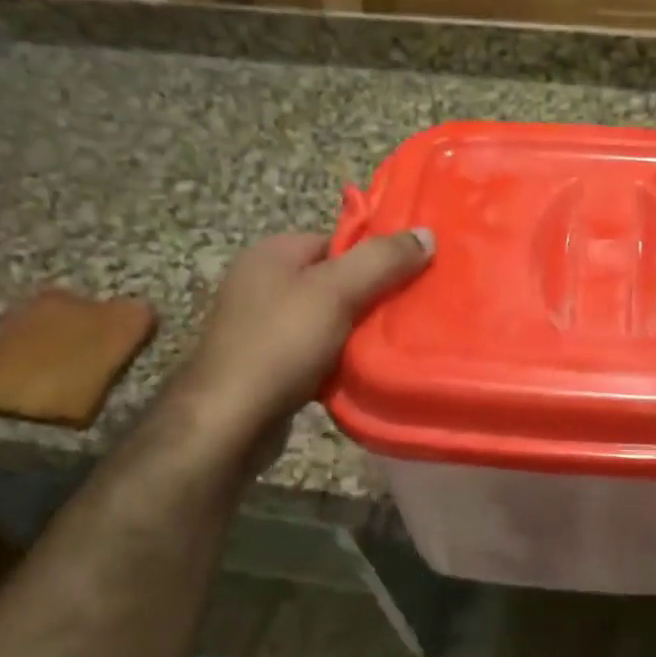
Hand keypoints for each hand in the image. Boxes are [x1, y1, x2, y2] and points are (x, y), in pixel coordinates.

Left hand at [173, 229, 433, 452]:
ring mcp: (262, 325)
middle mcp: (263, 282)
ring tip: (394, 343)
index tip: (413, 277)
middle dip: (372, 297)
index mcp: (273, 253)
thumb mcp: (337, 292)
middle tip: (410, 313)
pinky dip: (340, 359)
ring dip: (358, 332)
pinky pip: (317, 351)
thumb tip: (426, 234)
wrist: (229, 422)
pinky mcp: (267, 363)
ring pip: (329, 319)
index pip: (339, 241)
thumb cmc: (281, 344)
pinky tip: (361, 370)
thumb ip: (382, 260)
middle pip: (336, 280)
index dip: (377, 257)